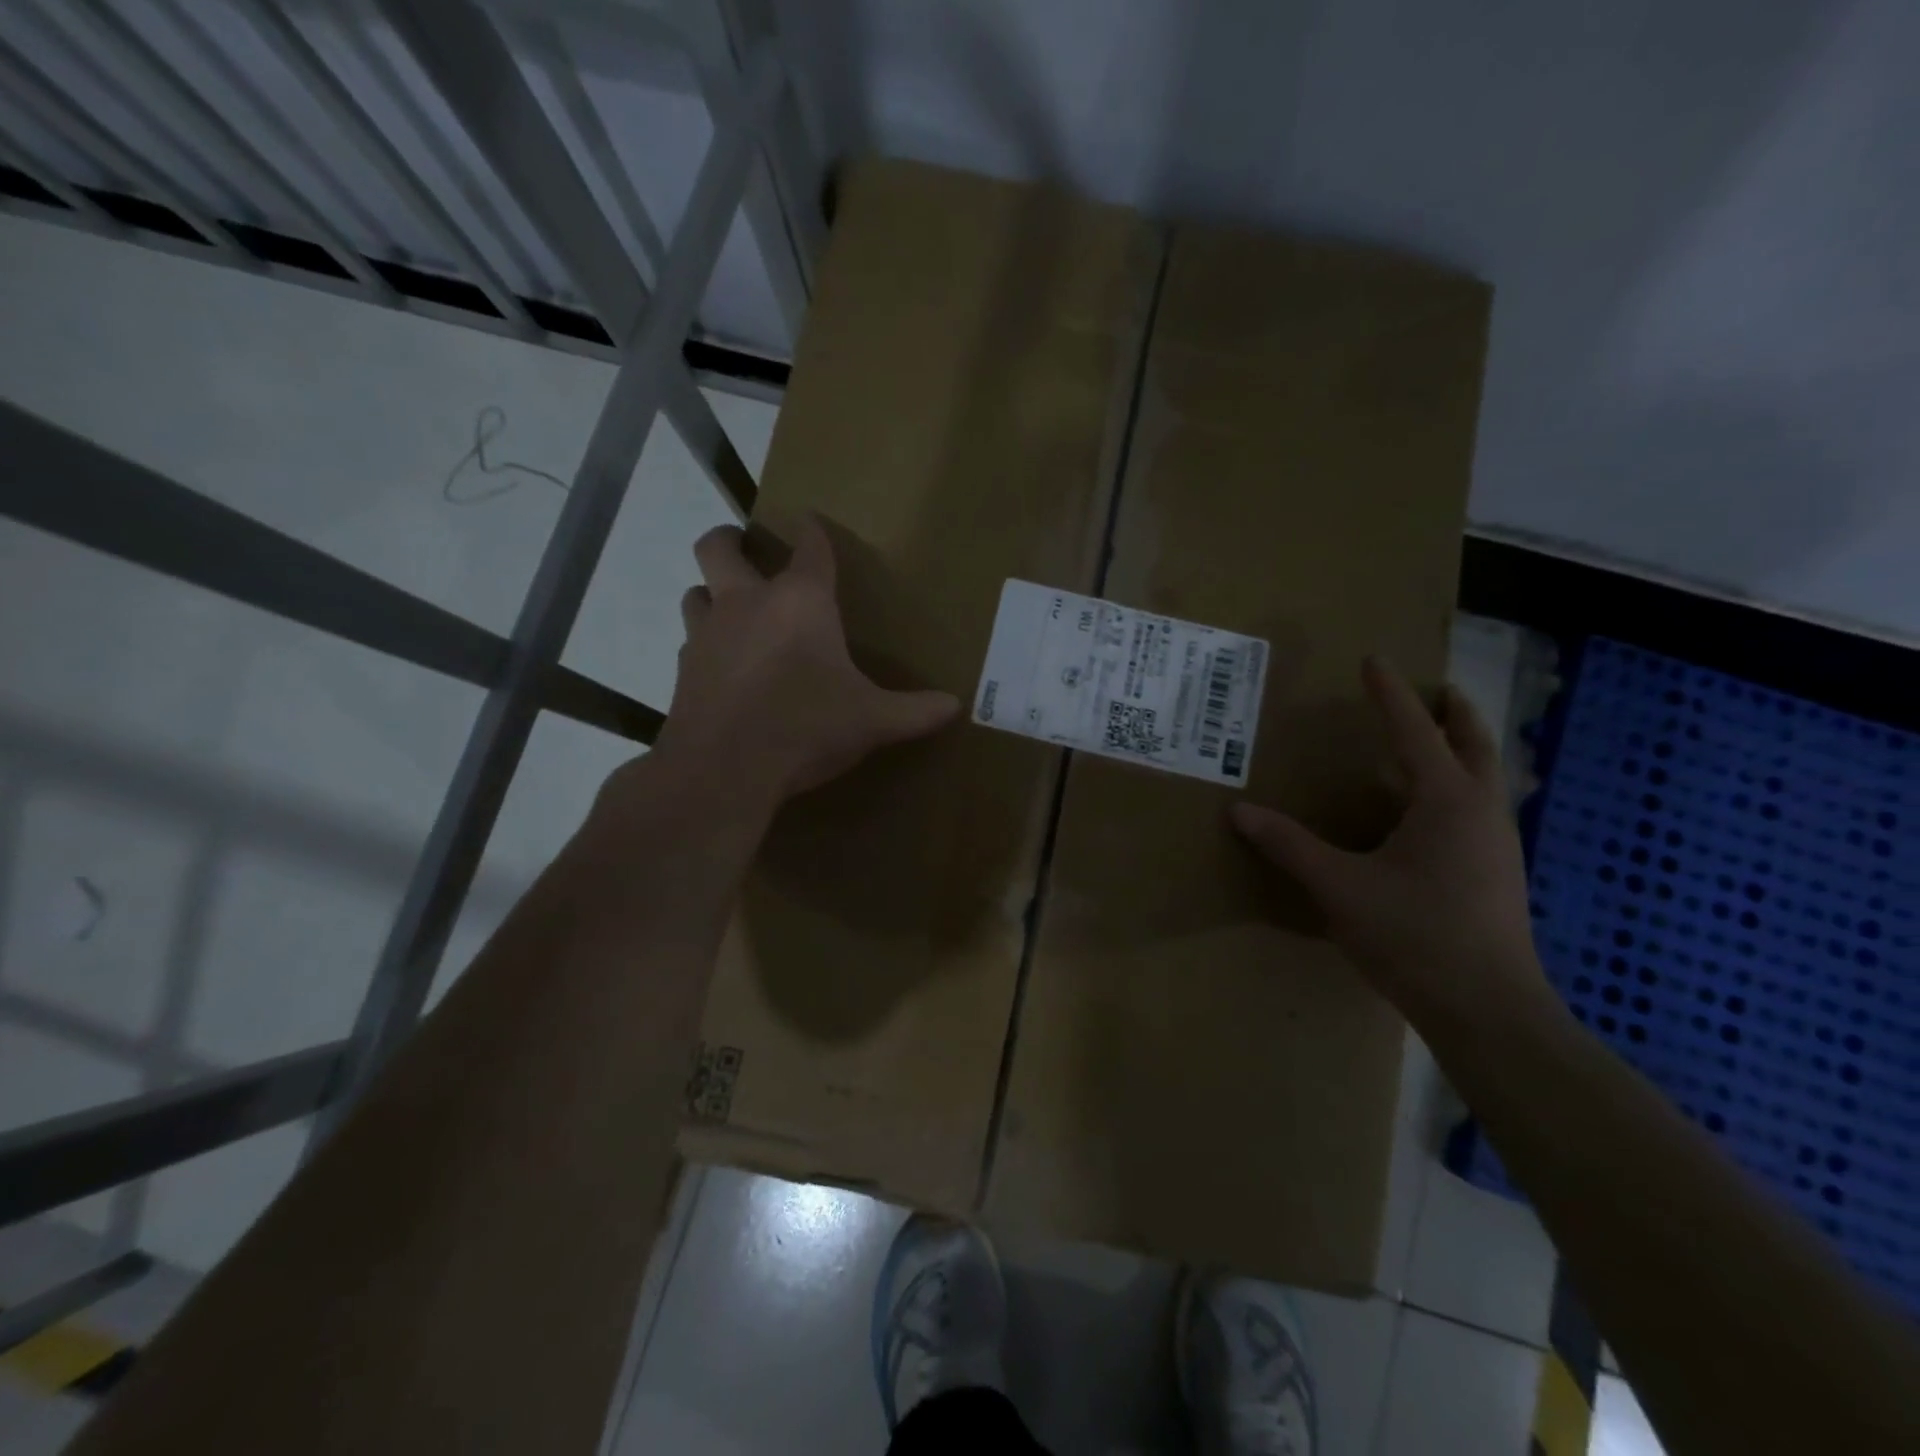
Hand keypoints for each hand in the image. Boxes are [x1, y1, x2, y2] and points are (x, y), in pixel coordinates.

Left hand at [646, 517, 959, 808]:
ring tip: (731, 611)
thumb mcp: (872, 721)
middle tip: (745, 547)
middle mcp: (746, 604)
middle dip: (732, 540)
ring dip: (710, 592)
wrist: (724, 770)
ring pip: (695, 592)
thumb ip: (915, 711)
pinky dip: (705, 645)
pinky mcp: (683, 671)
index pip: (809, 547)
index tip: (810, 522)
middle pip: (719, 548)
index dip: (812, 530)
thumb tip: (955, 707)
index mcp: (800, 602)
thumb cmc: (806, 727)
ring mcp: (707, 635)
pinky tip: (722, 668)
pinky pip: (690, 642)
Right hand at [1231, 657, 1547, 1025]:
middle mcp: (1482, 812)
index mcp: (1447, 802)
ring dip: (1464, 749)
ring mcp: (1499, 845)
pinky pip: (1482, 808)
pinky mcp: (1499, 874)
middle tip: (1438, 689)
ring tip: (1435, 742)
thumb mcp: (1339, 886)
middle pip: (1477, 745)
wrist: (1488, 1010)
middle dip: (1456, 713)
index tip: (1375, 660)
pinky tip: (1435, 812)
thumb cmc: (1414, 936)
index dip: (1391, 695)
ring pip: (1487, 778)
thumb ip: (1288, 845)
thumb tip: (1238, 812)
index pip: (1415, 731)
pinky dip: (1461, 787)